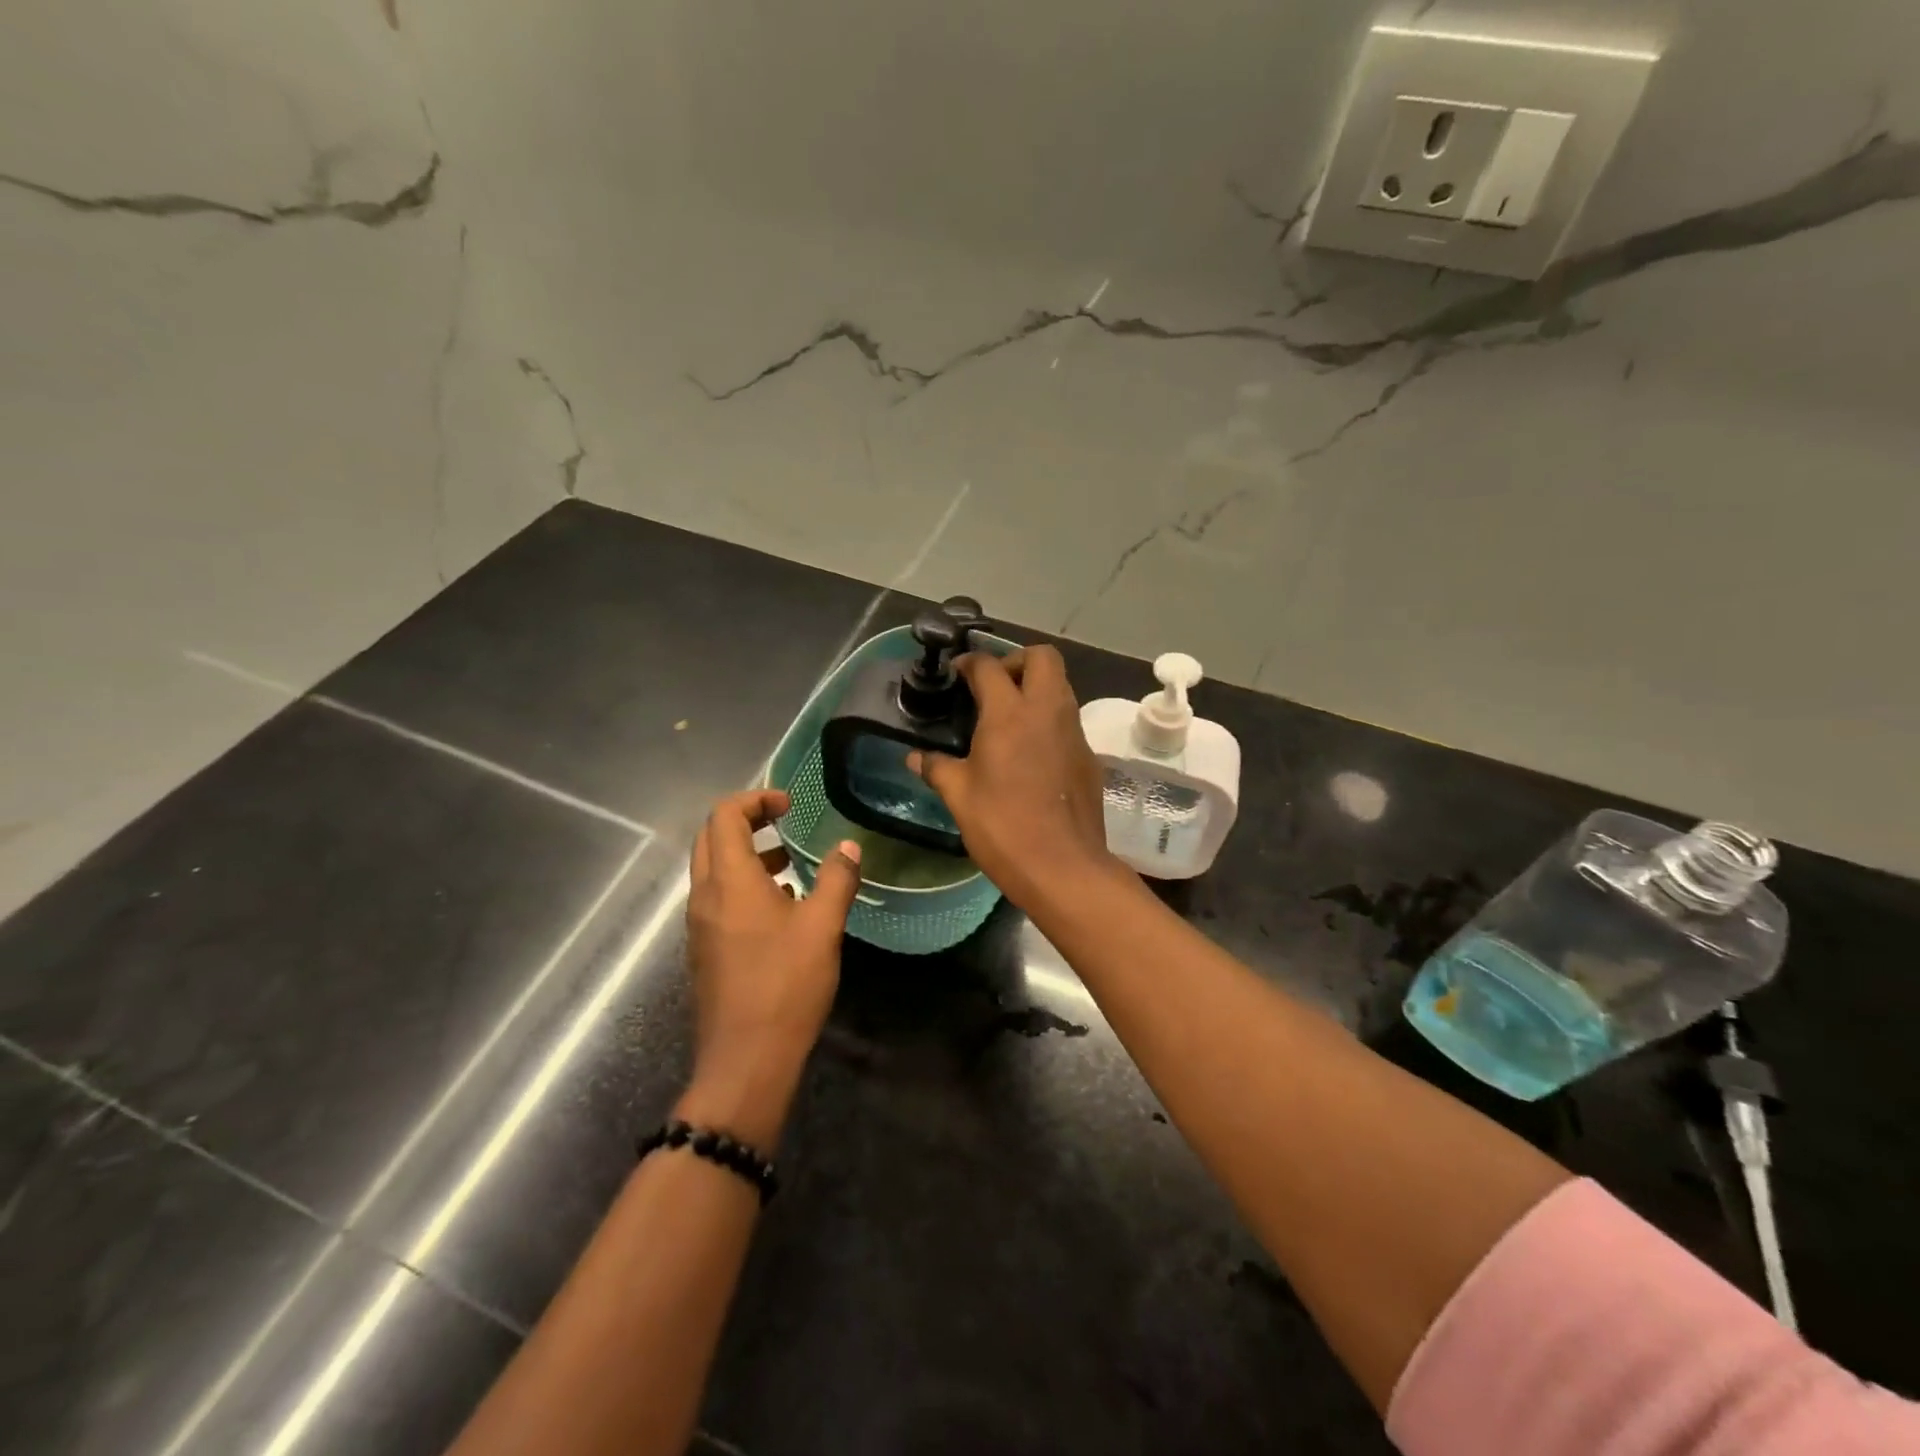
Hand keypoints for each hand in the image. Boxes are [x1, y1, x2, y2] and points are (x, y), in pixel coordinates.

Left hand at [680, 789, 862, 1147]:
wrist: (746, 1059)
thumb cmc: (785, 985)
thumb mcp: (822, 927)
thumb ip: (837, 879)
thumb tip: (849, 847)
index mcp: (729, 881)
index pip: (725, 815)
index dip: (755, 799)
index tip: (789, 805)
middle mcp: (704, 896)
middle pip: (711, 838)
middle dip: (746, 822)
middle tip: (785, 824)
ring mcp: (698, 925)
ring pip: (712, 870)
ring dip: (745, 855)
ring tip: (788, 865)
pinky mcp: (703, 950)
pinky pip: (716, 899)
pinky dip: (741, 886)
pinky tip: (779, 909)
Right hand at [909, 646, 1121, 908]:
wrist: (1063, 867)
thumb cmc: (1003, 826)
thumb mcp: (959, 796)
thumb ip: (937, 768)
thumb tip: (915, 758)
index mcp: (1010, 714)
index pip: (989, 666)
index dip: (969, 663)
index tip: (956, 675)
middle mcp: (1047, 712)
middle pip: (1042, 657)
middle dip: (1016, 660)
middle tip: (993, 687)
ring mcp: (1074, 733)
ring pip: (1061, 686)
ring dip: (1036, 688)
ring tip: (1008, 718)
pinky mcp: (1088, 757)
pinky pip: (1068, 721)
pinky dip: (1049, 721)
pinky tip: (1030, 753)